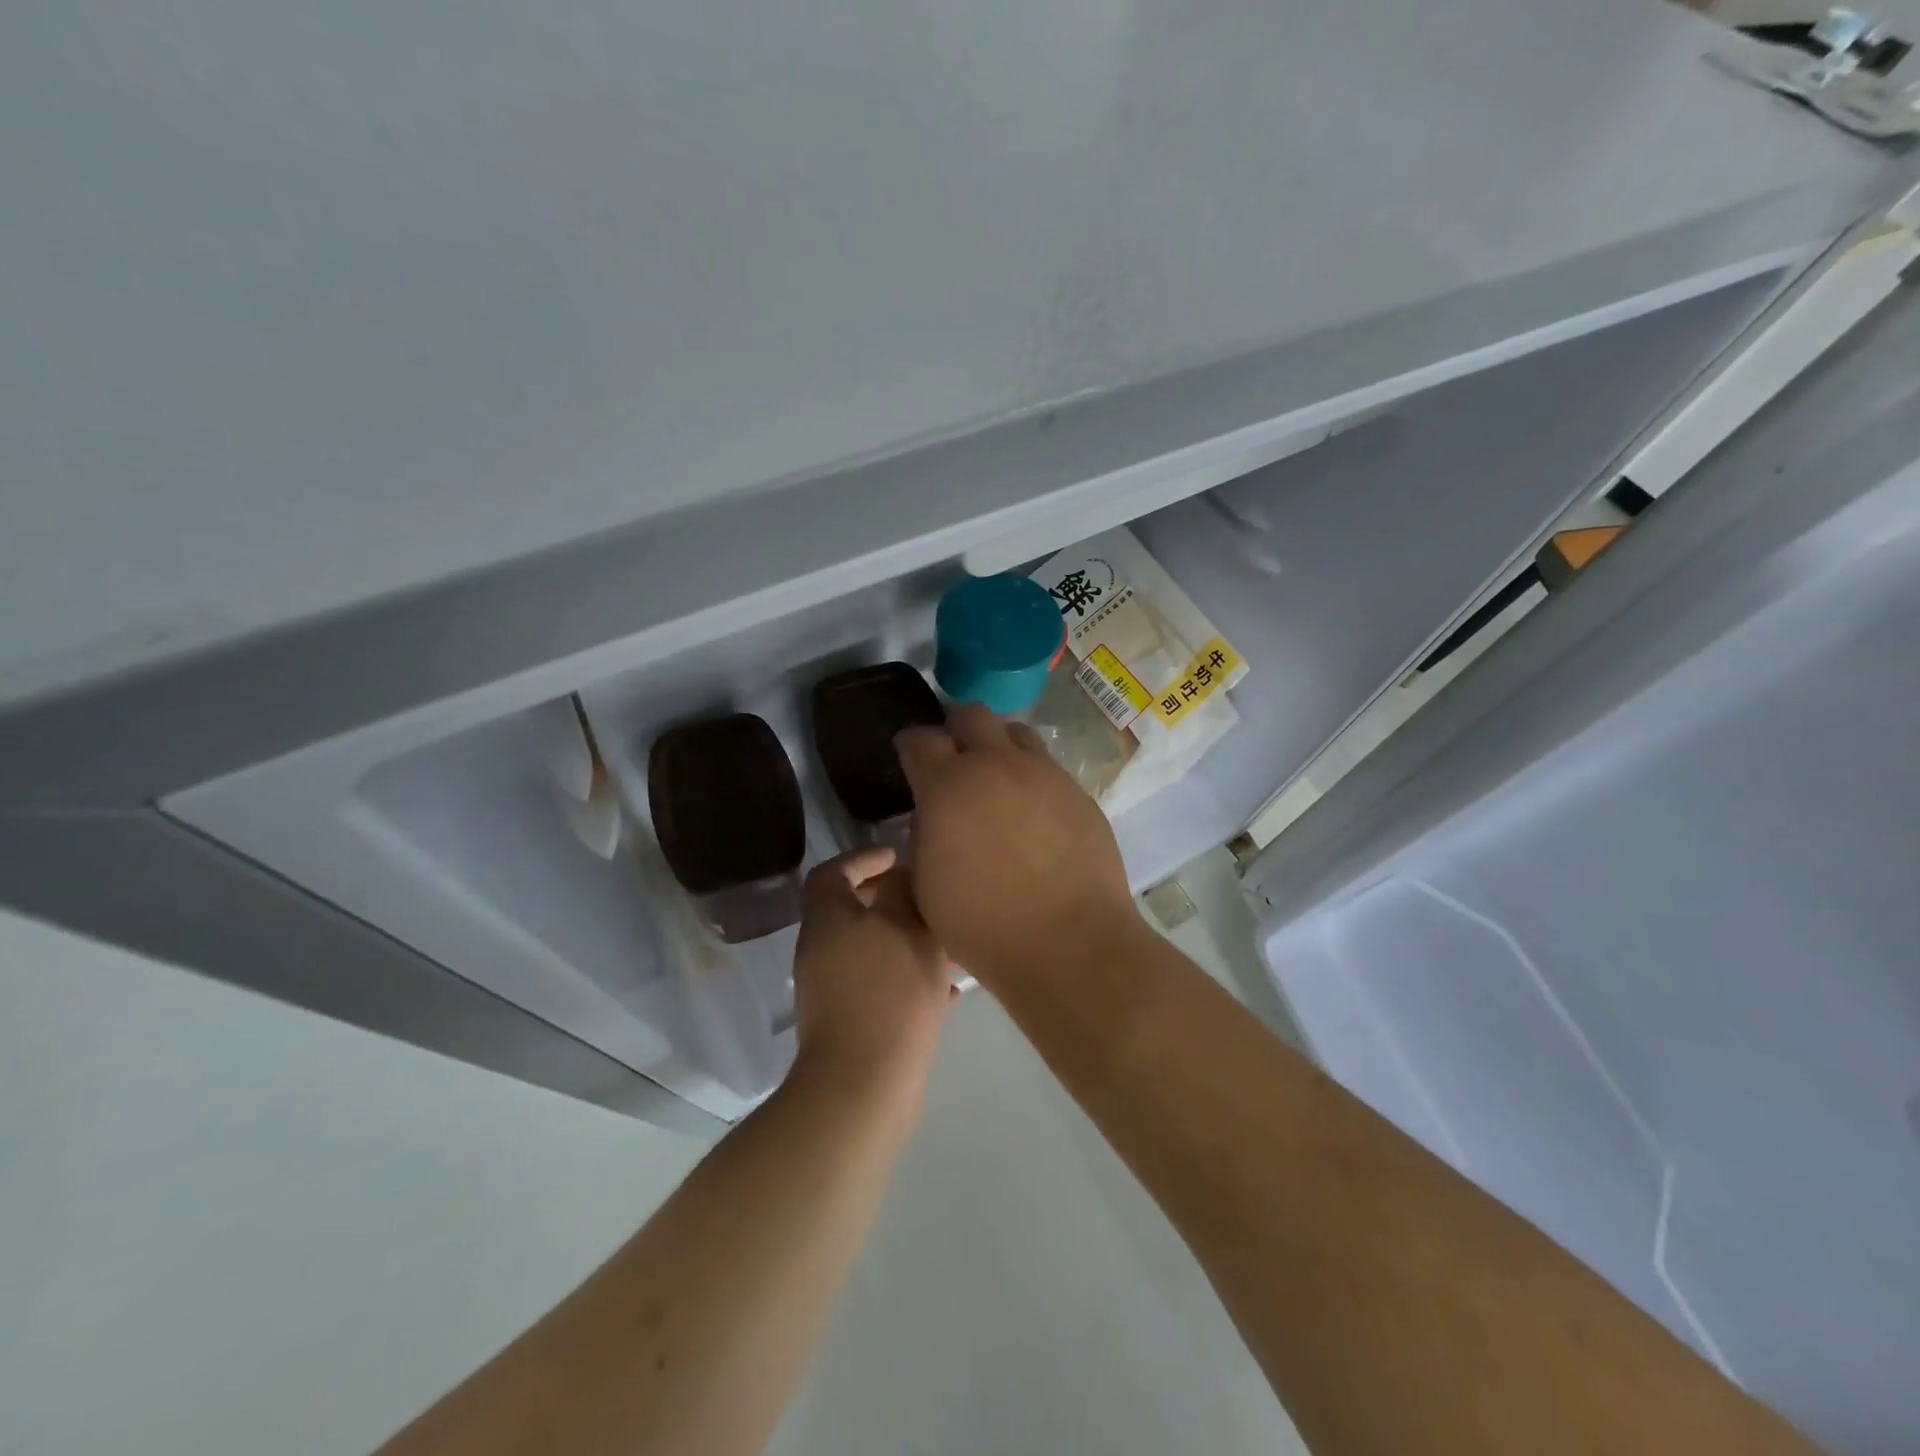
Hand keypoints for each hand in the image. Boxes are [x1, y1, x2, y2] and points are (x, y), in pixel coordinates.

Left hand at [791, 847, 953, 1108]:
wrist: (864, 1085)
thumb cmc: (886, 992)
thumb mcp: (903, 926)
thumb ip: (901, 890)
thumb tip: (899, 876)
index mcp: (826, 920)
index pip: (832, 872)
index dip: (863, 858)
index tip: (898, 856)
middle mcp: (821, 951)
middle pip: (852, 910)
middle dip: (891, 899)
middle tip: (927, 896)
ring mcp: (833, 991)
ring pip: (873, 949)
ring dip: (906, 940)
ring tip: (947, 941)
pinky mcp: (851, 1024)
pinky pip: (882, 986)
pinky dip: (910, 978)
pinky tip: (949, 990)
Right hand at [895, 703, 1137, 989]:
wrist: (1070, 944)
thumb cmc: (983, 925)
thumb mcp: (926, 886)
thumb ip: (923, 837)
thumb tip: (932, 816)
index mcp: (948, 787)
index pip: (919, 739)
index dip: (909, 746)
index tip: (909, 757)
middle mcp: (997, 766)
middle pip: (972, 714)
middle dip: (956, 731)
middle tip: (954, 762)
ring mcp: (1044, 775)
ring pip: (1016, 734)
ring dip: (999, 748)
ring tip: (997, 783)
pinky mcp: (1078, 793)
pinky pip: (1048, 769)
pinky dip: (1032, 779)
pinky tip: (1033, 816)